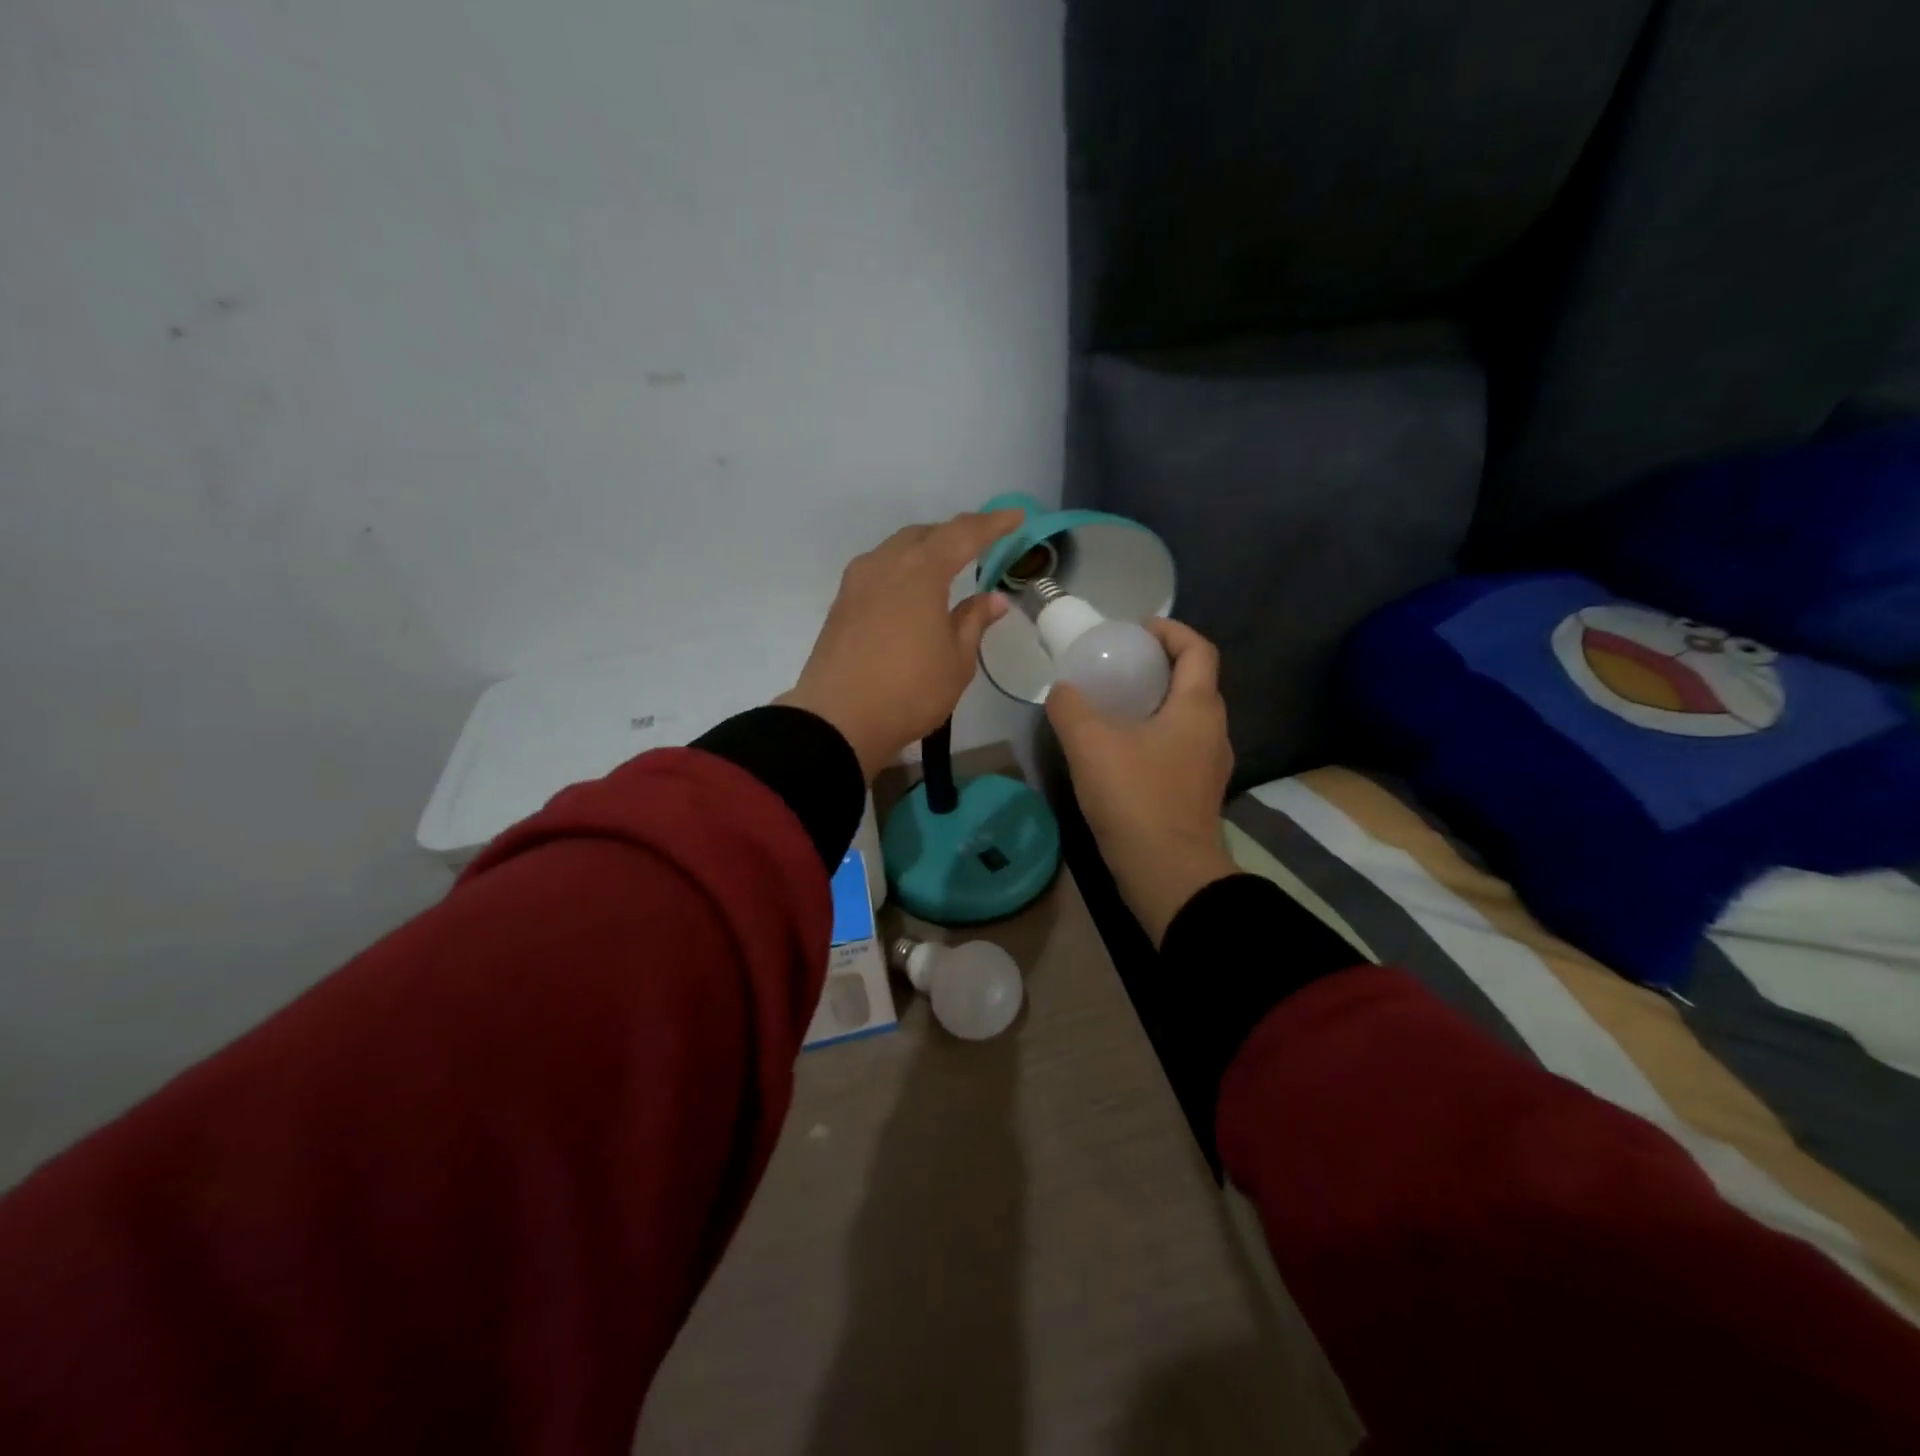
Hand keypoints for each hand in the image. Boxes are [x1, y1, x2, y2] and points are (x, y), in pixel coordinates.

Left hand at [781, 509, 1024, 780]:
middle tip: (979, 546)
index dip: (992, 524)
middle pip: (924, 534)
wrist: (837, 721)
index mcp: (921, 572)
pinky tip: (910, 593)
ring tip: (945, 568)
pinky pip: (878, 570)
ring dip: (923, 550)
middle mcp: (885, 565)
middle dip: (954, 534)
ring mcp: (857, 583)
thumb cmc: (909, 692)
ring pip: (896, 549)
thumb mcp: (956, 662)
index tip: (1016, 517)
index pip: (963, 533)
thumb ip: (974, 622)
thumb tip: (993, 598)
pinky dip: (901, 570)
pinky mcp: (841, 604)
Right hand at [1047, 618, 1238, 944]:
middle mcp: (1213, 731)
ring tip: (1114, 705)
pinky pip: (1179, 746)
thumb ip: (1071, 707)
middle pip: (1194, 681)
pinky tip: (1121, 750)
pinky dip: (1154, 734)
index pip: (1198, 649)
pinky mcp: (1197, 793)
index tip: (1136, 629)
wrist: (1167, 873)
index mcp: (1198, 708)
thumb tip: (1062, 691)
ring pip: (1186, 717)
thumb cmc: (1135, 798)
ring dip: (1156, 702)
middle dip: (1159, 665)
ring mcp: (1209, 765)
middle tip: (1118, 665)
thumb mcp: (1089, 744)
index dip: (1170, 630)